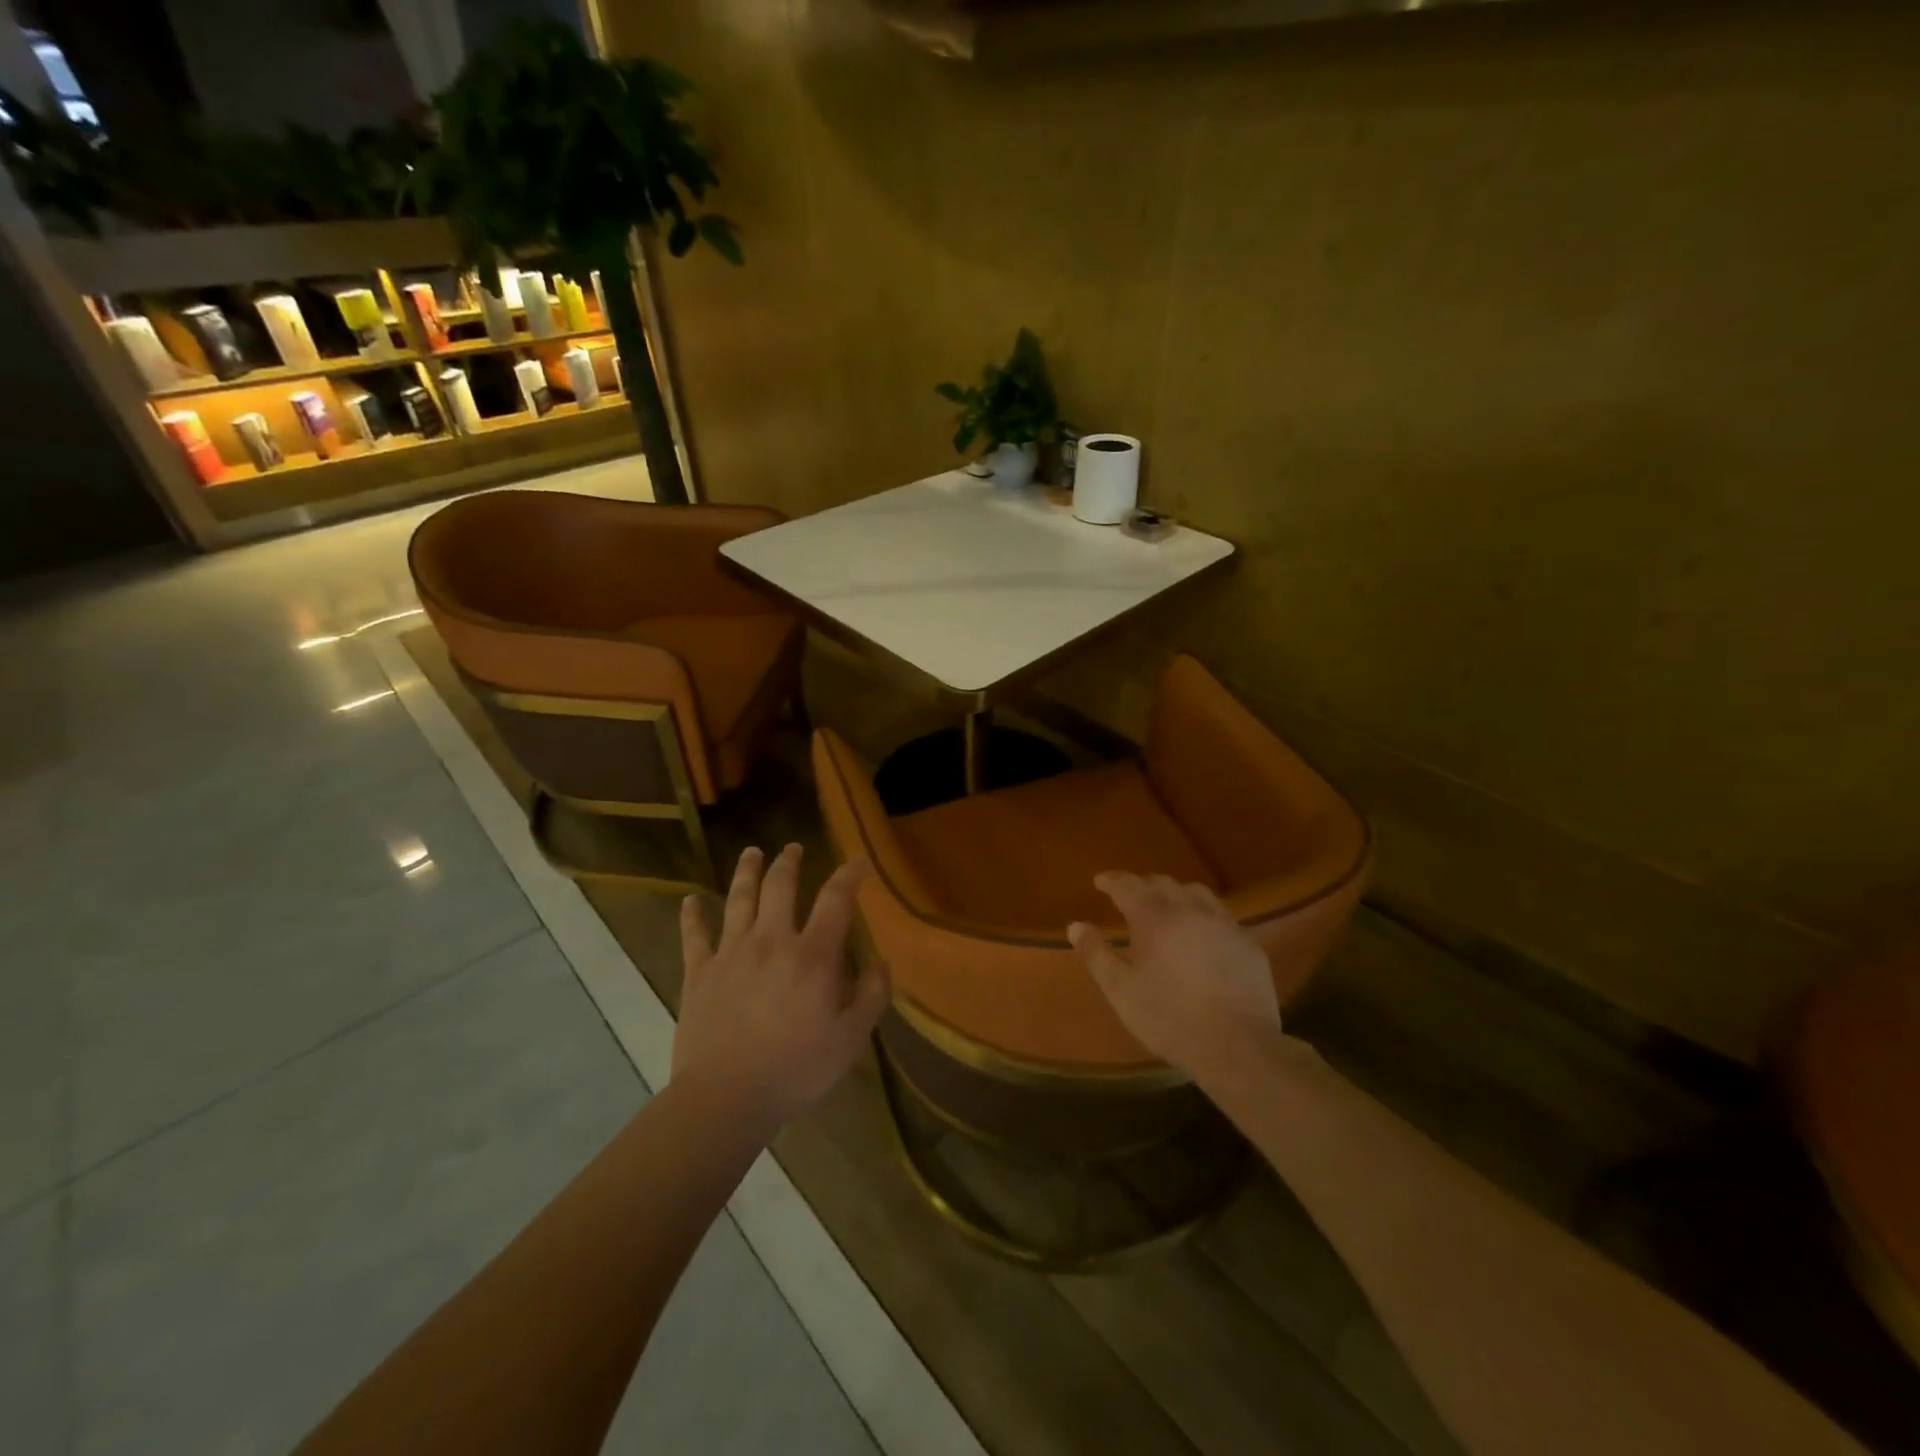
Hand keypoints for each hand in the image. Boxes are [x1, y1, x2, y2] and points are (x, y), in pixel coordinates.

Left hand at [674, 844, 889, 1126]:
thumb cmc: (795, 1070)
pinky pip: (694, 936)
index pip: (835, 899)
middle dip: (789, 862)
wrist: (726, 1099)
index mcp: (812, 955)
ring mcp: (731, 953)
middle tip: (793, 848)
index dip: (849, 875)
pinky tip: (689, 900)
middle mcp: (772, 941)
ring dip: (746, 872)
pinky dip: (692, 915)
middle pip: (780, 887)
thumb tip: (882, 962)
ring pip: (739, 900)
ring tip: (751, 852)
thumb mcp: (850, 1039)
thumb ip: (871, 996)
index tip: (858, 861)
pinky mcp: (699, 973)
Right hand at [1069, 873, 1280, 1076]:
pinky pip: (1220, 915)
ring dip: (1175, 893)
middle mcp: (1189, 910)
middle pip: (1162, 883)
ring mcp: (1223, 924)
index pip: (1128, 885)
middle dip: (1142, 884)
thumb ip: (1096, 954)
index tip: (1100, 881)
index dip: (1112, 880)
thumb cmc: (1169, 1018)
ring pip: (1196, 892)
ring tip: (1166, 907)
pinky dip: (1202, 914)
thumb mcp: (1120, 991)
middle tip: (1129, 895)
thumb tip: (1075, 925)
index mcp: (1154, 918)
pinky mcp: (1248, 943)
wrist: (1237, 1046)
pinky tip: (1201, 933)